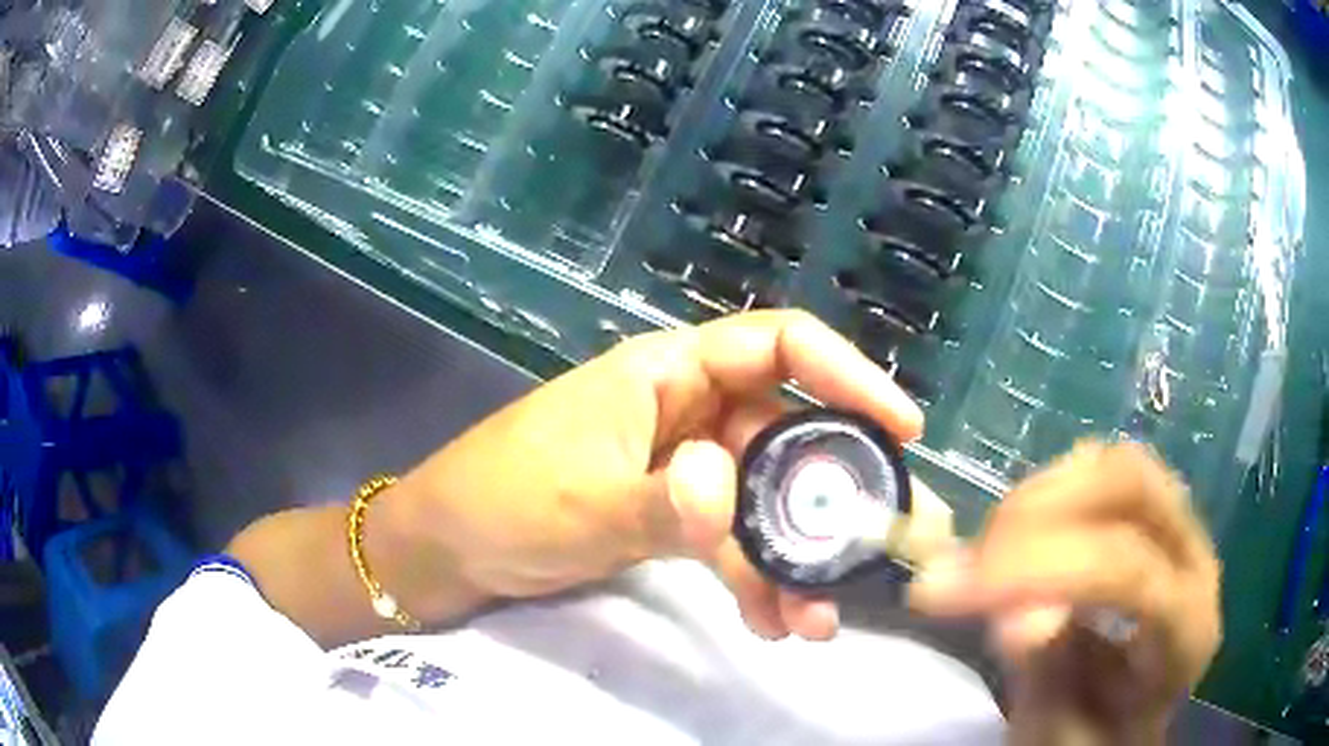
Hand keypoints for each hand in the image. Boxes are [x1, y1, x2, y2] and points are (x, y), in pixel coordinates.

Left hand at [381, 311, 923, 639]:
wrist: (448, 549)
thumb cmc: (499, 499)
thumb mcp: (579, 503)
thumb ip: (658, 502)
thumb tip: (724, 484)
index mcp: (667, 372)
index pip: (777, 346)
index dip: (847, 374)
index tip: (902, 427)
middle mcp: (688, 410)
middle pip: (786, 435)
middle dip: (832, 495)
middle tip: (875, 547)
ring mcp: (683, 468)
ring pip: (763, 503)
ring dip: (793, 560)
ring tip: (816, 620)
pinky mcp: (672, 517)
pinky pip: (731, 541)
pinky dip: (753, 580)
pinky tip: (769, 624)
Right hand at [909, 441, 1221, 742]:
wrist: (1128, 721)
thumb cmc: (1095, 736)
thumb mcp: (1063, 735)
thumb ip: (1049, 683)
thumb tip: (1017, 615)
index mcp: (1187, 631)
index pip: (1127, 570)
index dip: (1040, 569)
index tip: (945, 592)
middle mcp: (1195, 560)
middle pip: (1130, 485)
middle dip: (1038, 511)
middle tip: (966, 563)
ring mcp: (1179, 525)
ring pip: (1113, 464)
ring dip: (1038, 498)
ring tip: (984, 554)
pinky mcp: (1153, 512)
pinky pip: (1102, 471)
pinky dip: (1048, 492)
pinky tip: (1015, 535)